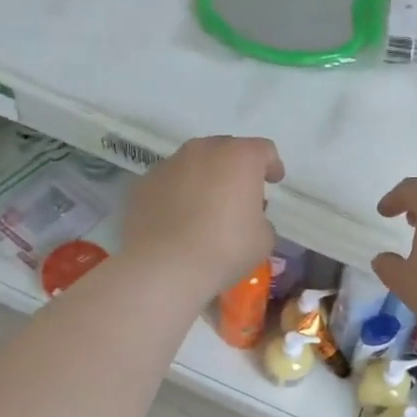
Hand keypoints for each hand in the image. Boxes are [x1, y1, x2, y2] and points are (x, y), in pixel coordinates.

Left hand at [124, 136, 284, 300]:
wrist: (164, 266)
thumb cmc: (225, 249)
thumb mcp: (263, 239)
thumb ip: (261, 220)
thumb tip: (249, 218)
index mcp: (240, 157)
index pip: (263, 150)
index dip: (271, 165)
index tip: (273, 182)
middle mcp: (203, 151)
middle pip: (225, 150)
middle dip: (235, 169)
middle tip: (239, 195)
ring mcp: (169, 164)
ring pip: (193, 164)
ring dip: (203, 179)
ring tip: (205, 208)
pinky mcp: (143, 184)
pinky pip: (168, 183)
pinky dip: (176, 195)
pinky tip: (177, 221)